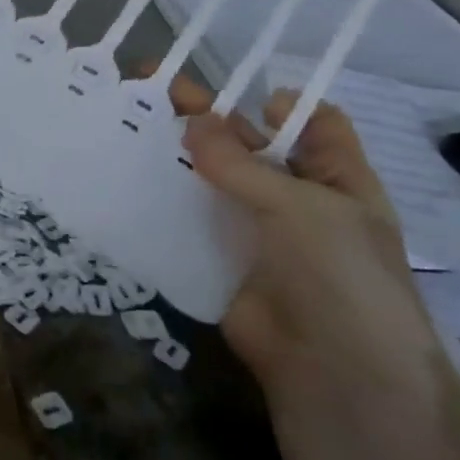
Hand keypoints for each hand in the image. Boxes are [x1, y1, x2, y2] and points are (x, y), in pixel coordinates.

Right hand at [146, 72, 445, 411]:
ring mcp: (253, 231)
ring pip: (210, 181)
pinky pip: (187, 220)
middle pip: (248, 145)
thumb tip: (192, 119)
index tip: (227, 85)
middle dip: (206, 118)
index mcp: (335, 178)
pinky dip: (159, 200)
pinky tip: (121, 177)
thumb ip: (239, 163)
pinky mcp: (217, 260)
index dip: (275, 101)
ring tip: (126, 125)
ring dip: (175, 156)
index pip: (311, 123)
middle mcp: (294, 198)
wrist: (333, 374)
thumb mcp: (298, 206)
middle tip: (152, 88)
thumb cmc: (338, 275)